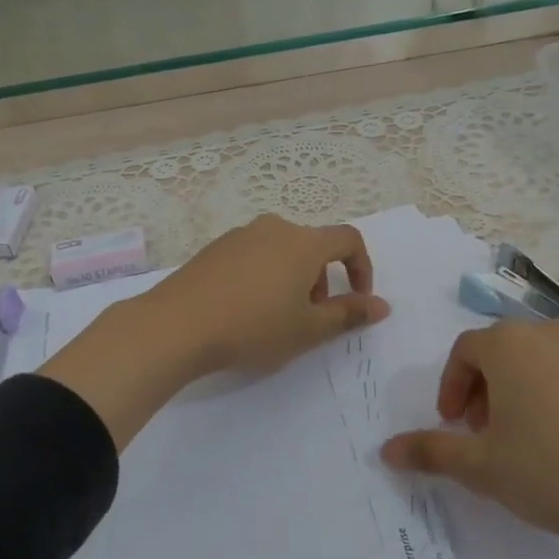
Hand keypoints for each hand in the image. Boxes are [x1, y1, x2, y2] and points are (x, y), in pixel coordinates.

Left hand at [42, 215, 388, 451]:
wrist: (176, 325)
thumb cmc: (253, 328)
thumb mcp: (307, 330)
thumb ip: (349, 315)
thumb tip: (382, 306)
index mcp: (303, 243)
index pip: (349, 239)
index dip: (362, 268)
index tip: (358, 300)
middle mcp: (274, 228)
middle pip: (313, 245)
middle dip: (323, 279)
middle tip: (311, 316)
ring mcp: (241, 235)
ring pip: (282, 250)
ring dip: (293, 277)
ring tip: (277, 316)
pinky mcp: (215, 247)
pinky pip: (254, 254)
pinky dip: (264, 275)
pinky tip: (244, 308)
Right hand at [380, 321, 558, 558]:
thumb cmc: (552, 471)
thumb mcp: (481, 467)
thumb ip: (430, 451)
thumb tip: (386, 450)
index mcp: (508, 345)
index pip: (464, 352)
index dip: (451, 387)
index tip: (453, 425)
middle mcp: (547, 333)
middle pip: (501, 351)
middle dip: (482, 388)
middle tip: (483, 432)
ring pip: (537, 360)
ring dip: (518, 390)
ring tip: (524, 436)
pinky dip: (555, 393)